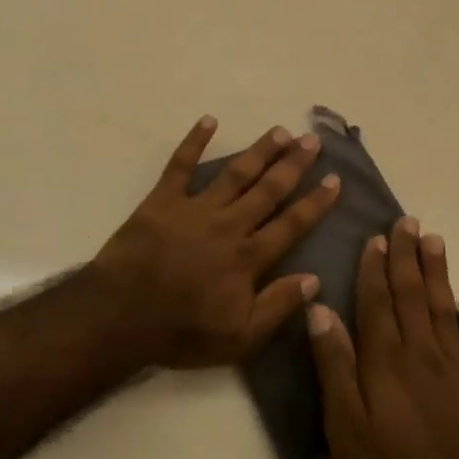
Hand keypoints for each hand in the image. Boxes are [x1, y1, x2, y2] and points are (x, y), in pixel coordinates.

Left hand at [92, 116, 340, 368]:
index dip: (316, 202)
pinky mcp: (162, 200)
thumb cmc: (182, 331)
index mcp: (248, 258)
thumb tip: (315, 279)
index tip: (335, 179)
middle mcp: (228, 225)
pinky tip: (208, 120)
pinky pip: (180, 164)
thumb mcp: (239, 338)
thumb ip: (277, 306)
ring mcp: (194, 208)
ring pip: (234, 173)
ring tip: (279, 131)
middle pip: (267, 190)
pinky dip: (194, 141)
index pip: (291, 225)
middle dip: (293, 165)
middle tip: (312, 141)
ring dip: (258, 151)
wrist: (122, 315)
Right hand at [308, 219, 458, 458]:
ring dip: (438, 273)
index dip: (373, 268)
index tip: (375, 236)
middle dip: (406, 257)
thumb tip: (320, 310)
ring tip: (434, 239)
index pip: (377, 303)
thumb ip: (335, 367)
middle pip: (412, 296)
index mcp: (386, 362)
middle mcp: (423, 355)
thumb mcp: (348, 431)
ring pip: (445, 309)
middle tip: (407, 221)